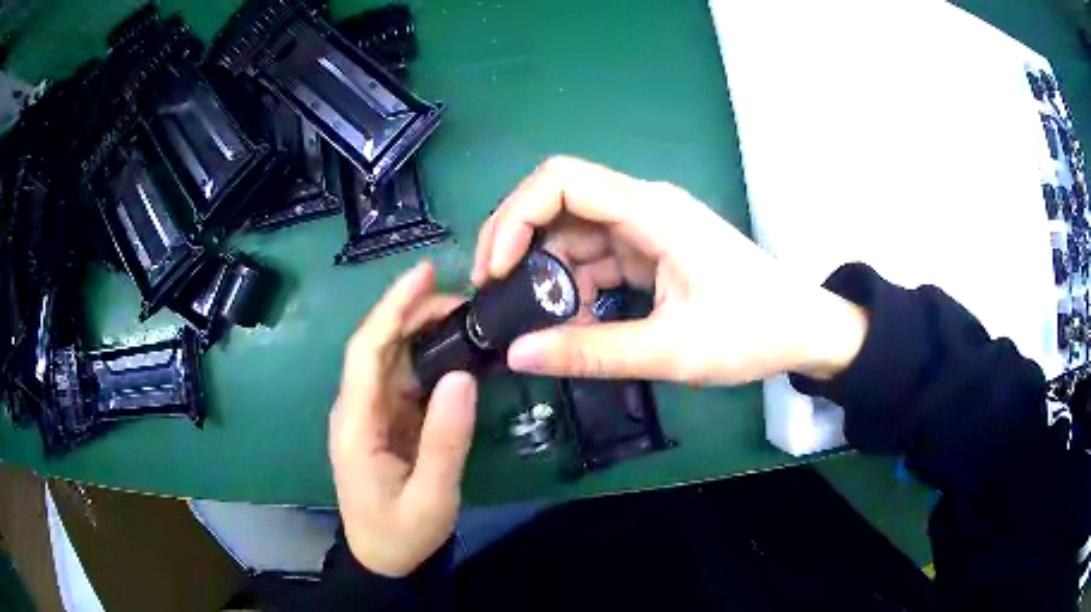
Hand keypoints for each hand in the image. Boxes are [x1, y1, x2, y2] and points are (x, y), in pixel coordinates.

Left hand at [329, 262, 476, 576]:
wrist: (384, 559)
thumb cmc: (402, 534)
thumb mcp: (431, 497)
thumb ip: (445, 440)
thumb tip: (463, 377)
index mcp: (356, 424)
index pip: (367, 351)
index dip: (392, 308)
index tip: (425, 274)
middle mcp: (356, 408)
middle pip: (378, 345)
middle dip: (414, 312)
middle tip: (465, 300)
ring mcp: (370, 413)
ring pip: (392, 358)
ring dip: (423, 330)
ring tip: (466, 316)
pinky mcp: (385, 421)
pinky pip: (404, 378)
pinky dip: (429, 357)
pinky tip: (456, 350)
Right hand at [472, 156, 867, 384]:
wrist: (802, 329)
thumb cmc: (751, 332)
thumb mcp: (671, 350)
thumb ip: (592, 352)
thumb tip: (518, 355)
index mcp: (652, 212)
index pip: (562, 180)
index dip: (516, 216)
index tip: (497, 269)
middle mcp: (644, 207)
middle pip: (559, 202)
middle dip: (519, 245)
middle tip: (496, 297)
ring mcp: (648, 227)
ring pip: (574, 234)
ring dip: (549, 274)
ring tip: (536, 323)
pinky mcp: (652, 249)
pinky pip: (597, 257)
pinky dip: (576, 286)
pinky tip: (573, 322)